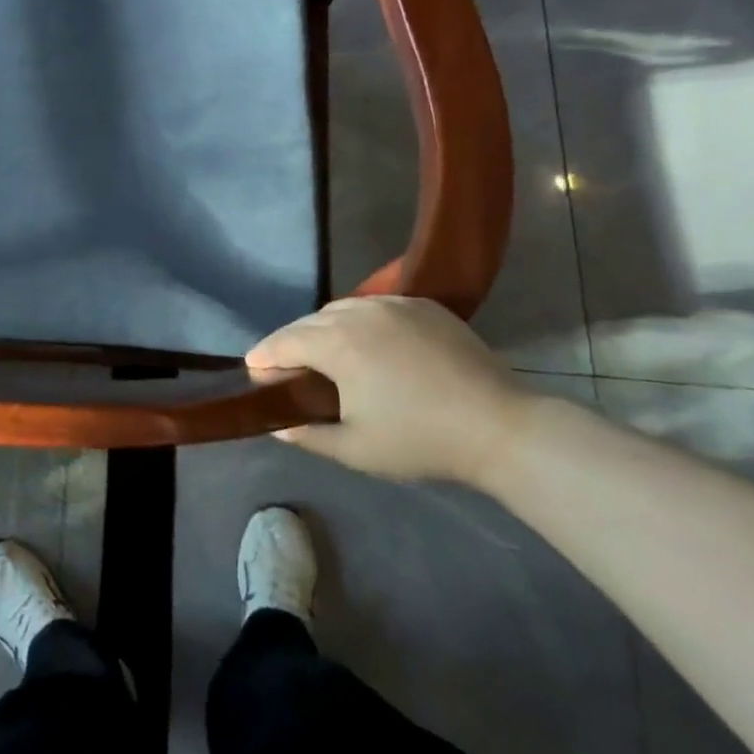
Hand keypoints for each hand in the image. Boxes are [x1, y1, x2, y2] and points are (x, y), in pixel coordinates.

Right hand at [248, 296, 528, 486]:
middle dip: (291, 341)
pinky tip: (367, 344)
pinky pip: (376, 307)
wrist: (501, 427)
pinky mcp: (424, 306)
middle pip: (309, 322)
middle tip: (284, 366)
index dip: (264, 356)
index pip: (284, 342)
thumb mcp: (355, 449)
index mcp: (337, 343)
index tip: (252, 368)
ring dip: (324, 328)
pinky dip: (359, 321)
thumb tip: (278, 425)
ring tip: (322, 353)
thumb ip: (308, 435)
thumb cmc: (421, 440)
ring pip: (342, 309)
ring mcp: (394, 304)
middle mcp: (359, 312)